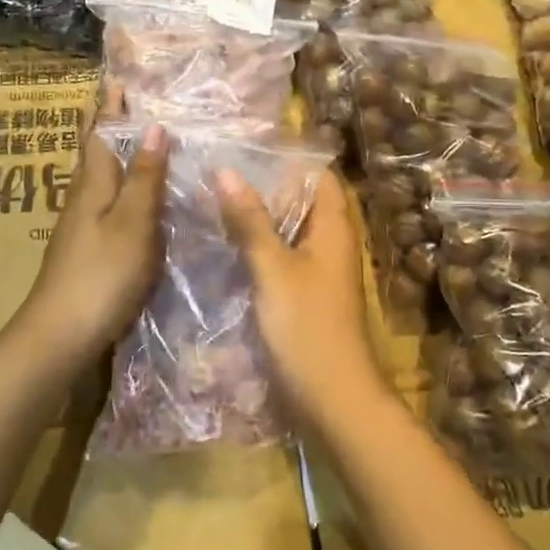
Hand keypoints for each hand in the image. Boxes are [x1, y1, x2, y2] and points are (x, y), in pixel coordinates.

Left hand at [19, 123, 168, 368]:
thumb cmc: (102, 274)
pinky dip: (116, 184)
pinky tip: (128, 194)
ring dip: (110, 152)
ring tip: (131, 137)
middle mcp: (82, 198)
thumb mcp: (132, 223)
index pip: (99, 133)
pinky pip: (102, 201)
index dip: (108, 107)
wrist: (61, 334)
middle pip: (92, 152)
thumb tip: (153, 126)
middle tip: (121, 99)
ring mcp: (80, 225)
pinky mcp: (85, 248)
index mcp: (92, 185)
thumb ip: (144, 177)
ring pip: (96, 177)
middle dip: (104, 124)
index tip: (115, 77)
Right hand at [215, 169, 388, 426]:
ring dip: (259, 221)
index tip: (248, 151)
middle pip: (302, 203)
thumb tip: (226, 171)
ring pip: (290, 233)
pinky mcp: (308, 297)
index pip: (320, 177)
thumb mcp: (273, 269)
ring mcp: (321, 272)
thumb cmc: (307, 326)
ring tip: (215, 204)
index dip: (290, 161)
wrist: (333, 398)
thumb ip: (250, 221)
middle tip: (220, 175)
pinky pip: (284, 260)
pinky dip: (261, 250)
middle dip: (266, 189)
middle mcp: (332, 244)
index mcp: (334, 228)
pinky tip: (228, 249)